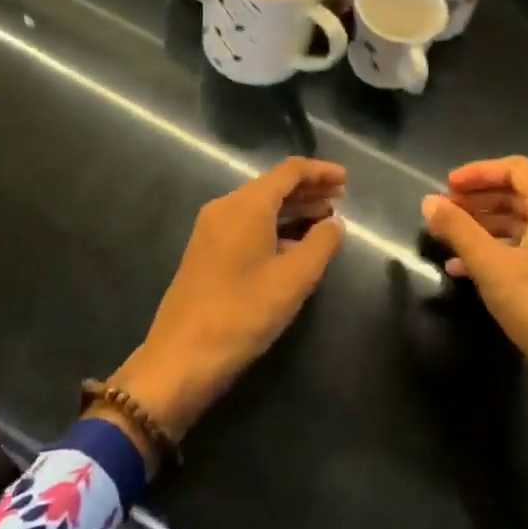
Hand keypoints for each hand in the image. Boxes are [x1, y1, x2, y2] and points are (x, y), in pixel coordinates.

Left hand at [105, 158, 345, 448]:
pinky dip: (274, 226)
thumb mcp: (294, 279)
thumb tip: (335, 223)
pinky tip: (293, 245)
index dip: (320, 171)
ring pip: (259, 206)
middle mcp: (225, 208)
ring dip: (292, 209)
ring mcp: (211, 230)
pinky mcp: (206, 252)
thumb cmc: (242, 312)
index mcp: (246, 205)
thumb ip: (321, 244)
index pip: (289, 171)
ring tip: (325, 219)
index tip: (346, 180)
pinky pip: (247, 225)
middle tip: (341, 199)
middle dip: (308, 189)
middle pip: (272, 186)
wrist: (181, 357)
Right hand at [423, 157, 527, 467]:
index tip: (446, 187)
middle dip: (479, 202)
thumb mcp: (490, 266)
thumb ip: (458, 229)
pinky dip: (505, 253)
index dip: (478, 173)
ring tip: (451, 245)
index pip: (516, 170)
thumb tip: (429, 201)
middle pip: (522, 196)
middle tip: (445, 214)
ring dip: (488, 229)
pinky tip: (473, 274)